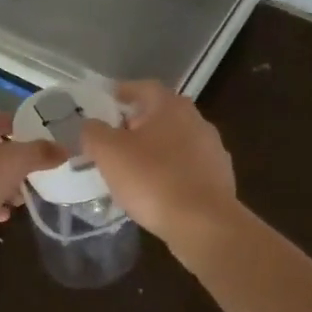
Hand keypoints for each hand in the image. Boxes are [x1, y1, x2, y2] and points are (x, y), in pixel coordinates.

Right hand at [80, 81, 236, 243]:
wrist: (204, 224)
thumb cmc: (152, 180)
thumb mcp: (109, 152)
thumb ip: (94, 132)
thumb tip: (92, 126)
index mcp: (171, 106)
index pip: (143, 87)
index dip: (122, 92)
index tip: (106, 102)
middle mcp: (197, 120)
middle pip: (161, 115)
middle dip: (136, 124)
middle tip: (113, 140)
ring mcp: (212, 150)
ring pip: (175, 142)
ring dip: (154, 150)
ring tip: (132, 169)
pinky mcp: (219, 179)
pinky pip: (187, 168)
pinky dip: (170, 173)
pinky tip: (156, 191)